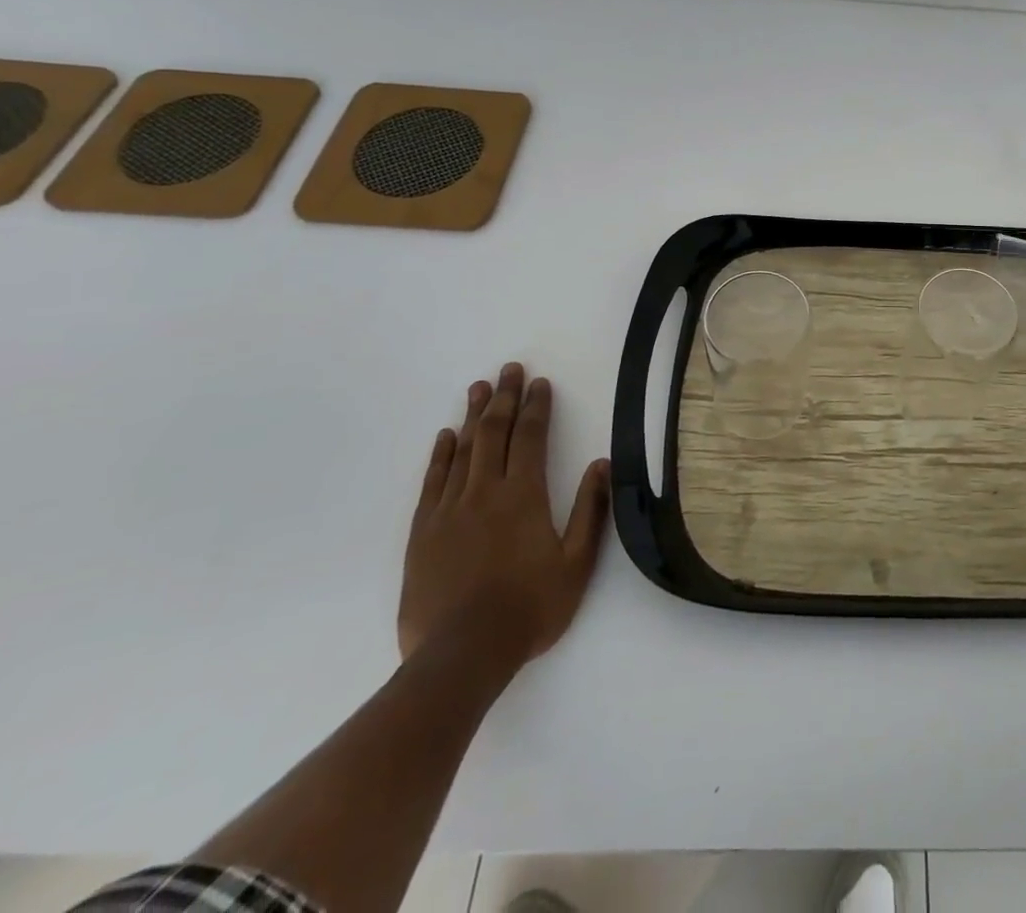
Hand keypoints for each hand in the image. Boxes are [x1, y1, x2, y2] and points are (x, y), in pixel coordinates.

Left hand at [398, 363, 610, 670]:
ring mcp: (449, 510)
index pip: (530, 437)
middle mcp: (485, 491)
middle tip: (509, 369)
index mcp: (523, 495)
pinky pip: (433, 482)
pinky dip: (440, 455)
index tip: (540, 383)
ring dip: (473, 416)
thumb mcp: (576, 563)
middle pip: (494, 433)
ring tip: (479, 388)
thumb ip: (590, 510)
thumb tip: (601, 464)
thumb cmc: (529, 608)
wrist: (461, 655)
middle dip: (505, 398)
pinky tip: (445, 437)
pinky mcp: (423, 532)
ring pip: (463, 450)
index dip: (537, 407)